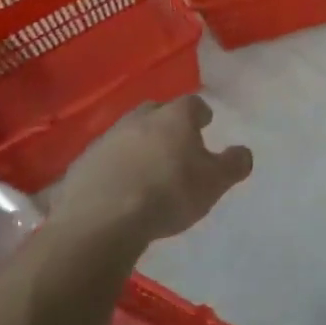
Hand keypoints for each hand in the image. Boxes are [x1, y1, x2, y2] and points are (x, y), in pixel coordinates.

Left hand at [50, 97, 253, 241]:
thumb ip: (234, 164)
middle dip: (166, 123)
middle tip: (175, 144)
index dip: (201, 114)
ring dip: (138, 145)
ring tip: (146, 169)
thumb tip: (243, 152)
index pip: (192, 104)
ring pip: (128, 134)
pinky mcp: (81, 164)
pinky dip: (114, 167)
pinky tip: (119, 188)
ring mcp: (106, 139)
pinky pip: (105, 159)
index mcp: (174, 117)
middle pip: (156, 112)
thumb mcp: (214, 183)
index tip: (206, 124)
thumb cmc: (167, 193)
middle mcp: (139, 119)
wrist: (101, 220)